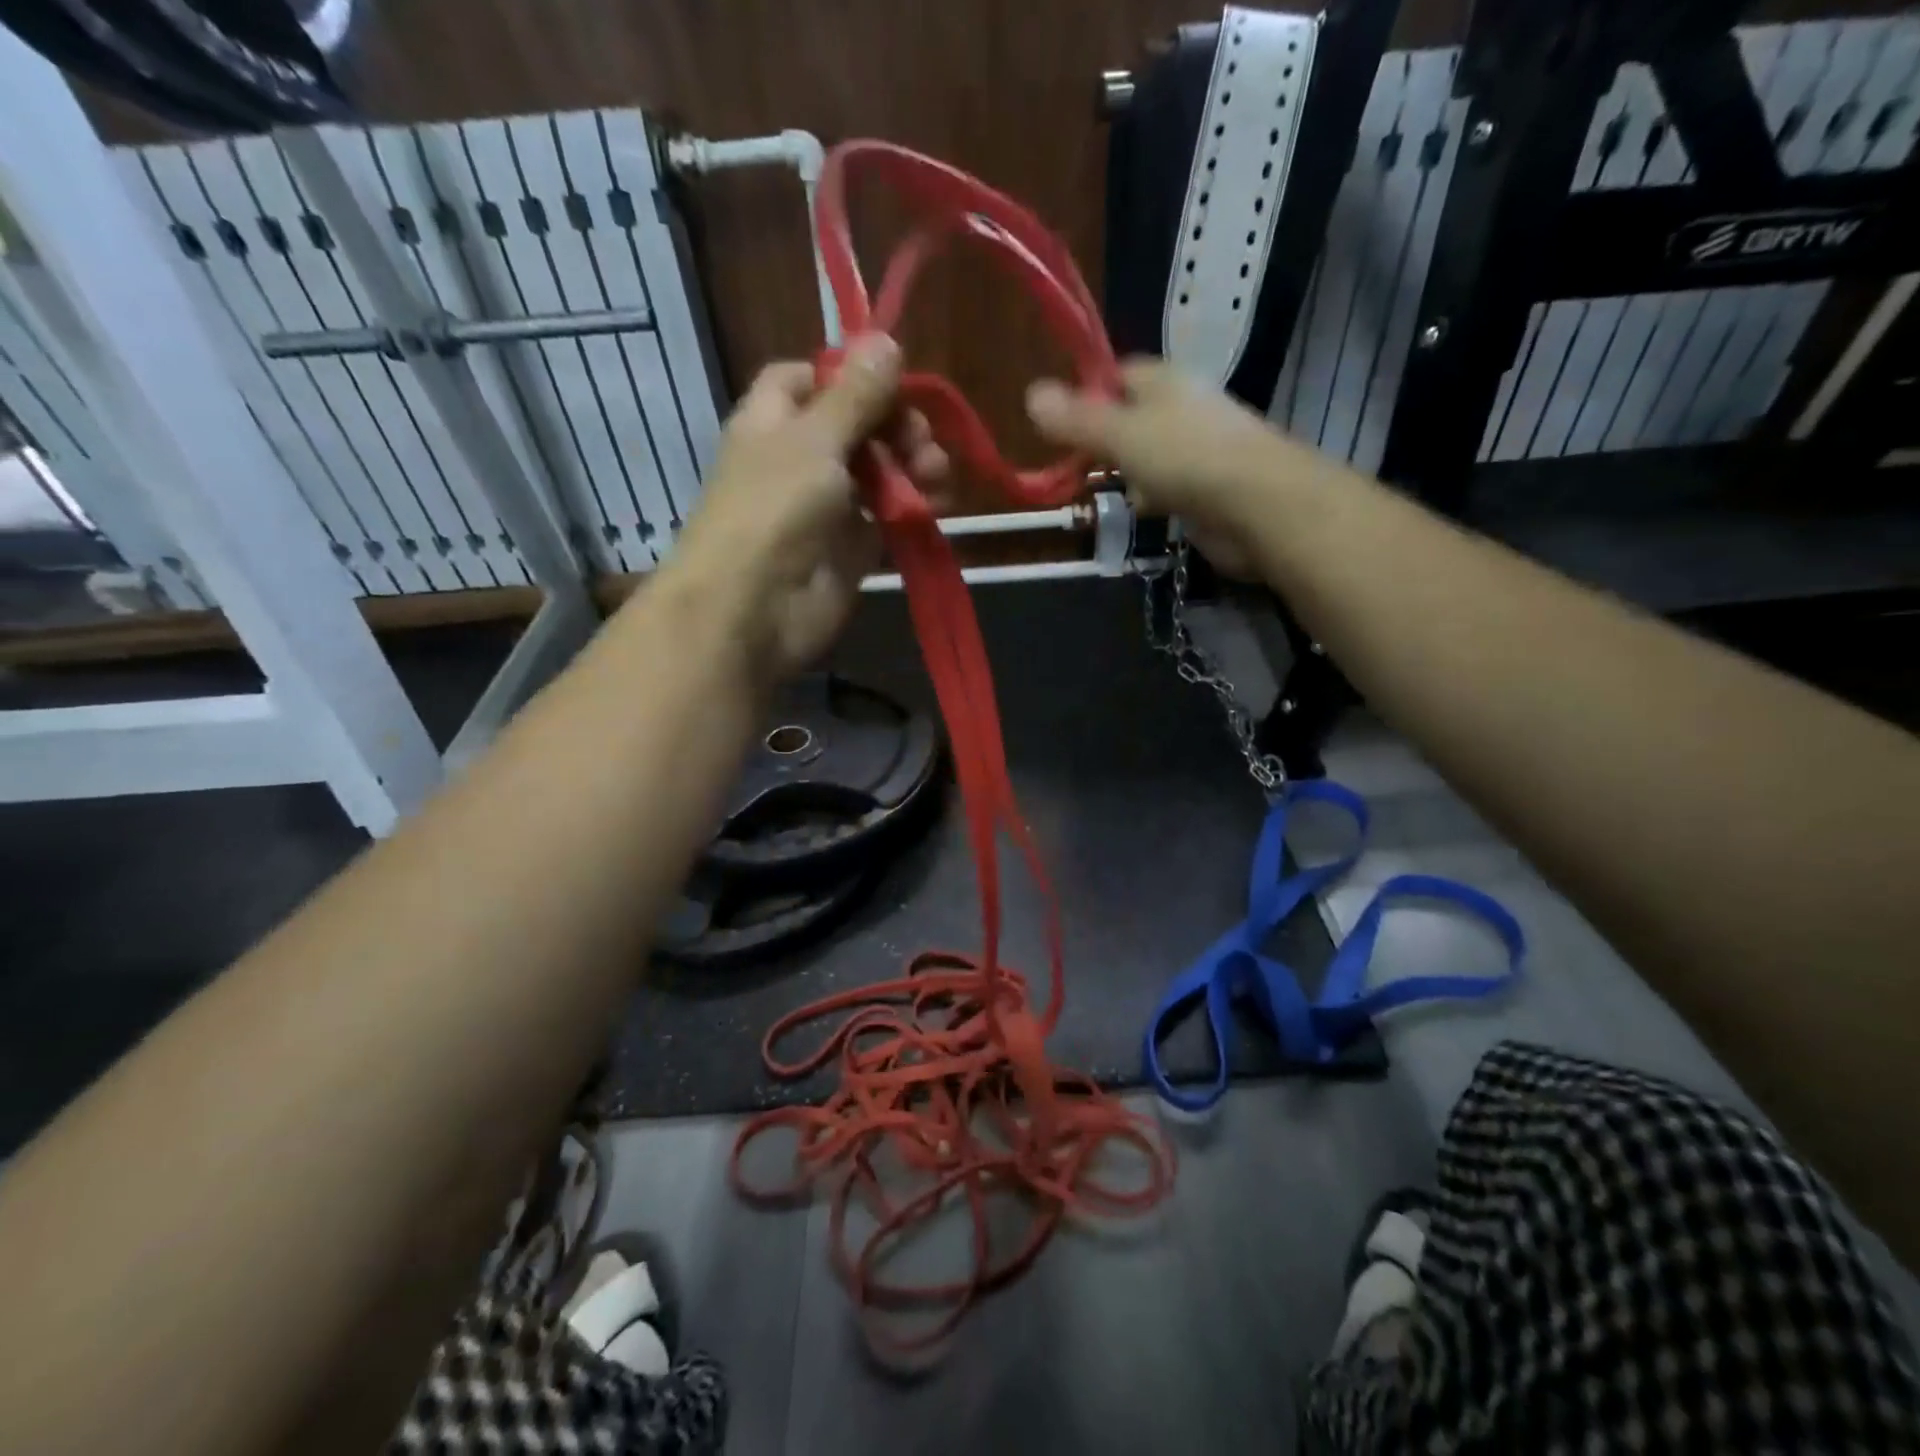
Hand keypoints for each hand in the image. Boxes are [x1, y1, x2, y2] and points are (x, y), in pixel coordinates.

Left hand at [671, 335, 949, 677]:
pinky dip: (913, 508)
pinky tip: (937, 505)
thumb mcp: (814, 439)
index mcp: (774, 419)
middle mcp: (800, 457)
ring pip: (878, 471)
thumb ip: (855, 394)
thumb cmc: (773, 509)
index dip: (852, 375)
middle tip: (923, 443)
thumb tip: (886, 338)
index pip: (813, 378)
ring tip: (937, 476)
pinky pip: (888, 517)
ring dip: (912, 466)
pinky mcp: (851, 548)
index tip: (893, 383)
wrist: (752, 609)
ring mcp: (827, 505)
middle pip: (857, 424)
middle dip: (896, 425)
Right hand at [1027, 359, 1299, 578]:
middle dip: (1104, 441)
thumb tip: (1030, 394)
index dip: (1088, 395)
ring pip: (1149, 456)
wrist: (1258, 505)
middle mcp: (1184, 408)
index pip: (1119, 375)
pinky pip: (1169, 487)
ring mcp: (1200, 450)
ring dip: (1127, 474)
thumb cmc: (1185, 458)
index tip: (1060, 425)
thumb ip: (1077, 420)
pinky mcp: (1209, 488)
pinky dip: (1152, 498)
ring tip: (1099, 492)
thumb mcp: (1120, 434)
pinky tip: (1142, 511)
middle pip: (1132, 418)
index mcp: (1166, 381)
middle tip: (1073, 465)